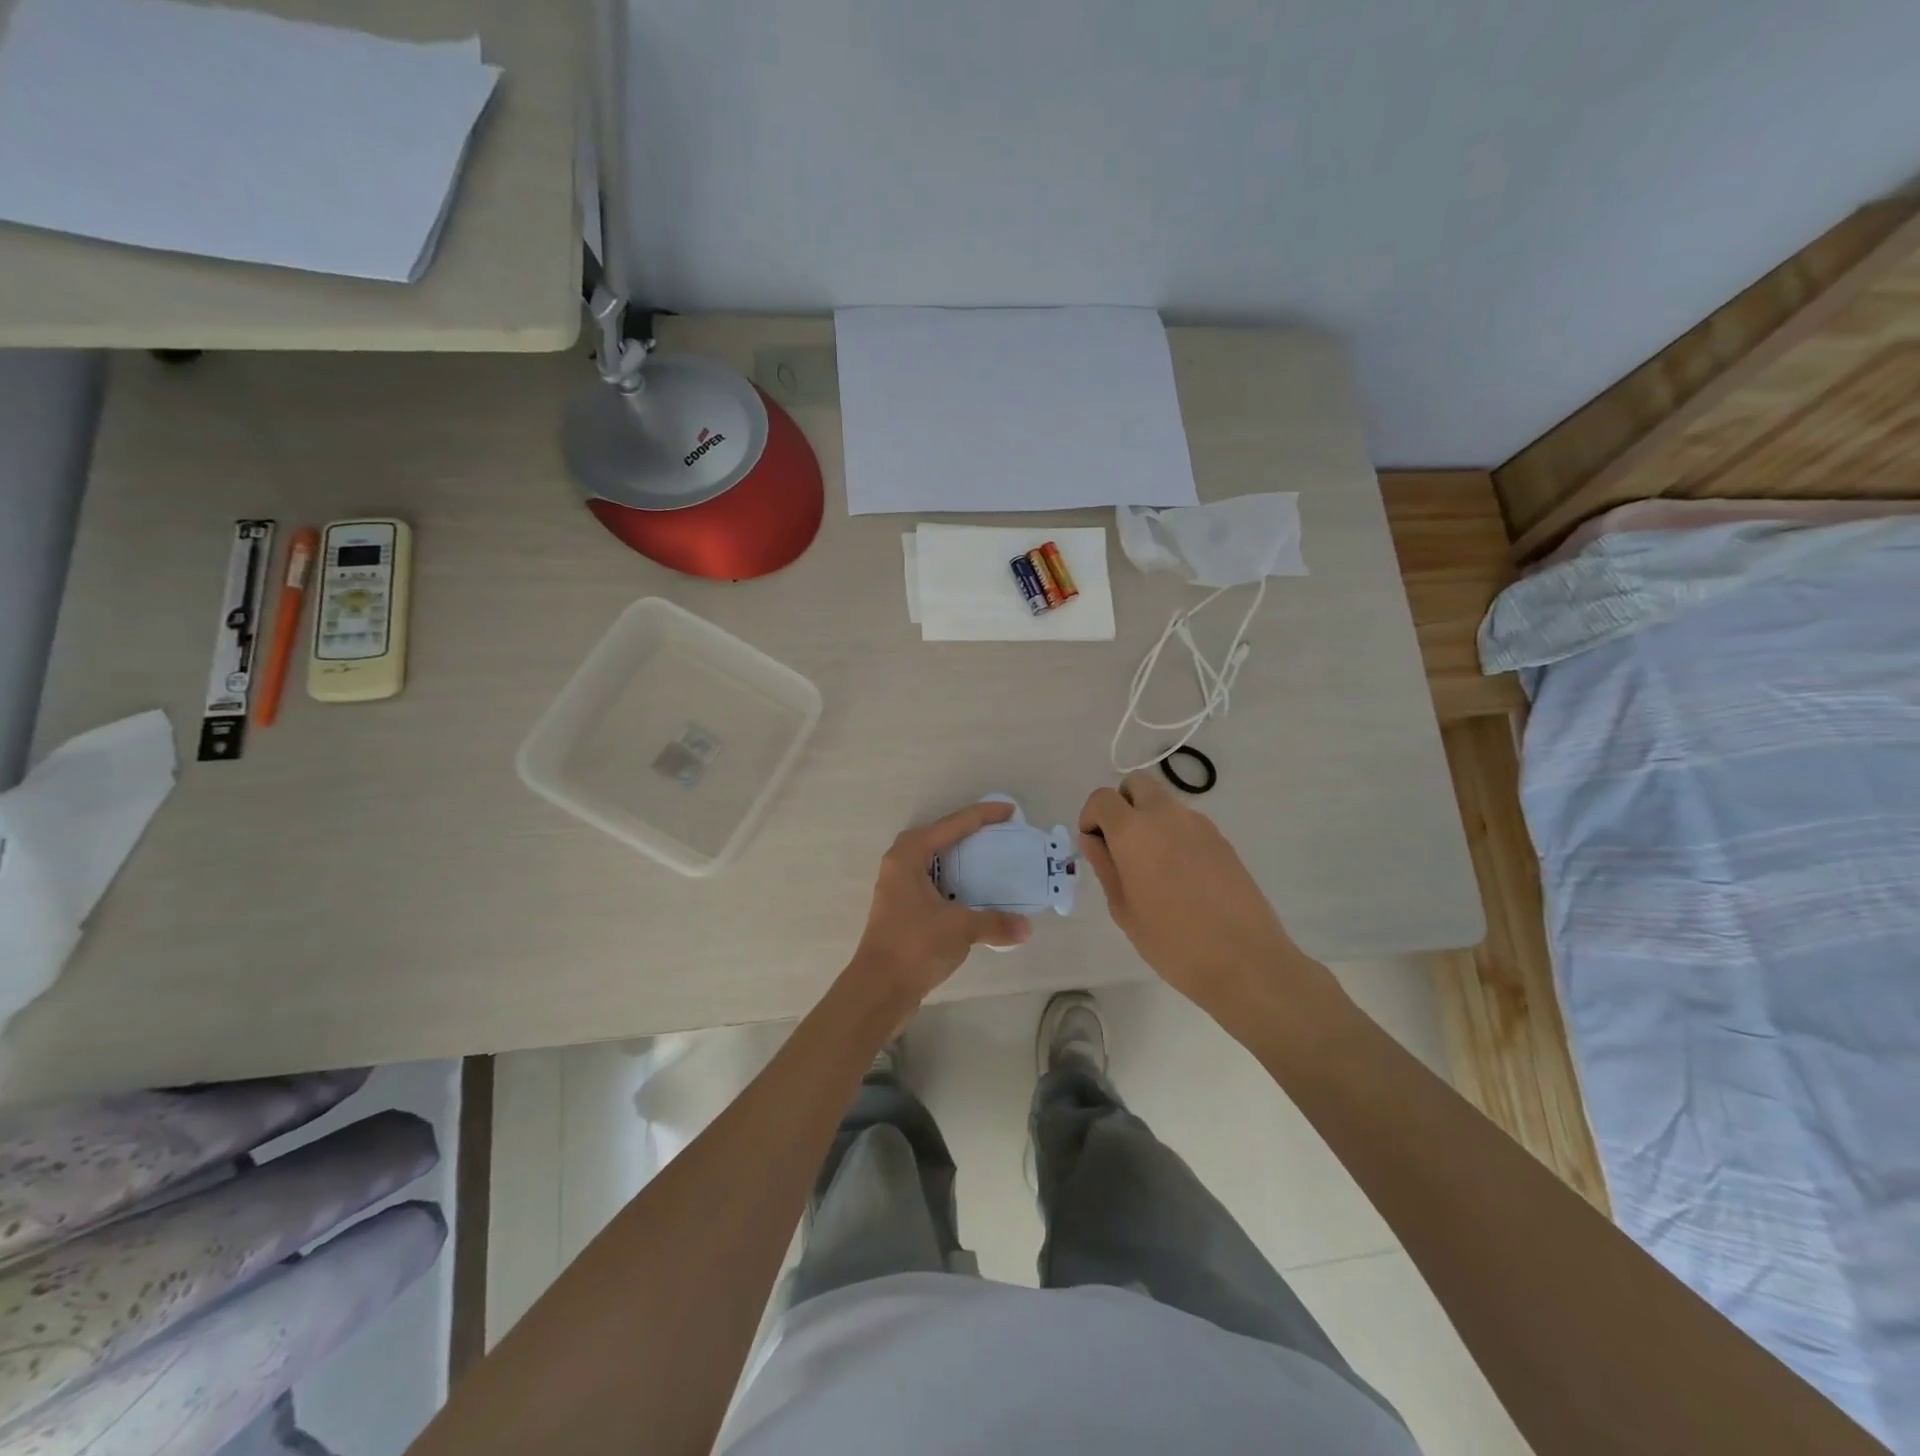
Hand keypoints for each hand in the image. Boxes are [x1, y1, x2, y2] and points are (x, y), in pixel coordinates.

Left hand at [850, 802, 1031, 1011]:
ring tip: (991, 860)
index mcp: (909, 856)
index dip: (981, 816)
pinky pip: (934, 884)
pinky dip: (954, 883)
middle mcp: (899, 865)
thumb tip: (1026, 928)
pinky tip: (975, 895)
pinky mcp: (902, 910)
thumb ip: (995, 923)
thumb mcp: (960, 928)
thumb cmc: (915, 945)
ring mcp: (898, 888)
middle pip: (940, 838)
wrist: (879, 989)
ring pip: (935, 863)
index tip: (1009, 811)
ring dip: (961, 861)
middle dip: (969, 835)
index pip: (951, 826)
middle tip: (1000, 834)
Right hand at [1077, 771, 1301, 1010]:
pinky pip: (1187, 824)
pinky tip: (1182, 879)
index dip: (1091, 818)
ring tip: (1154, 869)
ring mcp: (1200, 824)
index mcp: (1134, 831)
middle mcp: (1167, 815)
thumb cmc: (1172, 941)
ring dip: (1150, 821)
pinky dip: (1175, 836)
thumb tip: (1094, 841)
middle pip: (1137, 785)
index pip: (1102, 798)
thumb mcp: (1124, 909)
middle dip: (1122, 806)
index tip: (1095, 847)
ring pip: (1164, 804)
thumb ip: (1105, 867)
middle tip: (1121, 847)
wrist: (1244, 960)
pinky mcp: (1222, 840)